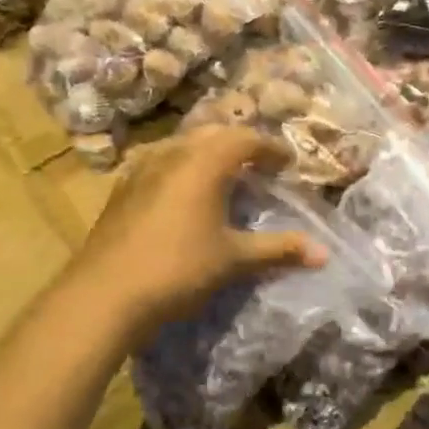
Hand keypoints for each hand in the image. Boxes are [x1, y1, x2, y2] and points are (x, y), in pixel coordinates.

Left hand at [71, 127, 326, 338]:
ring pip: (182, 146)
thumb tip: (324, 254)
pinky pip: (160, 163)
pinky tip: (184, 196)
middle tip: (260, 166)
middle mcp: (171, 154)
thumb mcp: (234, 259)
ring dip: (208, 154)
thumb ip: (279, 250)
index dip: (271, 149)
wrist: (104, 294)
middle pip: (212, 134)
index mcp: (203, 162)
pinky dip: (182, 169)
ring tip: (224, 177)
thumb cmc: (178, 269)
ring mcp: (140, 169)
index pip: (245, 139)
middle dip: (240, 145)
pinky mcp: (121, 189)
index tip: (288, 164)